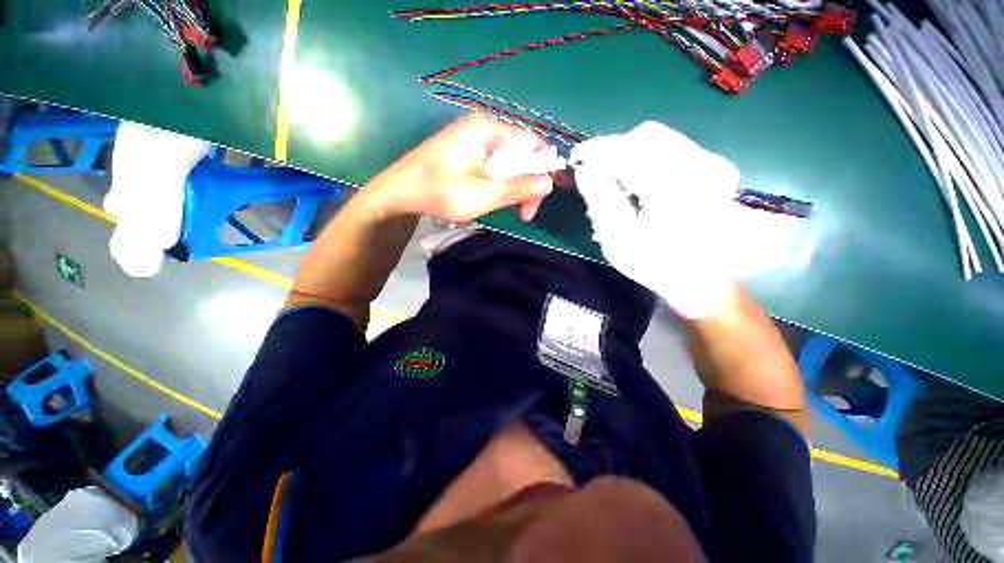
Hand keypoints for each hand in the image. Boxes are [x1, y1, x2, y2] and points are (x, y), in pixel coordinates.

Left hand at [370, 112, 554, 222]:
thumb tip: (549, 183)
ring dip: (512, 187)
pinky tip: (494, 199)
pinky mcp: (462, 152)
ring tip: (512, 211)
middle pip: (518, 154)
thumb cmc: (441, 192)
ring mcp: (470, 139)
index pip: (530, 143)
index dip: (542, 168)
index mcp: (487, 129)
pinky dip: (498, 184)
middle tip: (525, 213)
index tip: (543, 196)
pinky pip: (491, 165)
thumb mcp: (485, 194)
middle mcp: (481, 127)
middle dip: (526, 184)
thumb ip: (519, 188)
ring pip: (505, 162)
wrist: (398, 194)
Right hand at [572, 121, 739, 318]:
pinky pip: (672, 150)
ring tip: (613, 181)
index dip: (598, 149)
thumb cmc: (657, 265)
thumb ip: (600, 200)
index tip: (576, 158)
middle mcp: (701, 165)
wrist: (703, 280)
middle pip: (647, 136)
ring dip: (630, 155)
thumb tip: (584, 170)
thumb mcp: (619, 239)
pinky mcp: (713, 169)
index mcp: (676, 186)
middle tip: (595, 172)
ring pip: (660, 141)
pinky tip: (636, 183)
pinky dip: (647, 160)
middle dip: (615, 150)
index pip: (629, 149)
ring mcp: (712, 164)